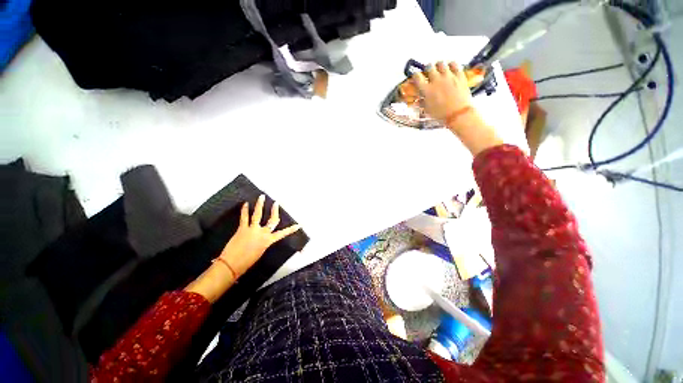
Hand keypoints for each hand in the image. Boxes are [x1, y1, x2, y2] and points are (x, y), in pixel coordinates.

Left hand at [220, 195, 300, 276]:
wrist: (232, 265)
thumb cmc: (247, 262)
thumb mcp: (260, 252)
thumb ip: (263, 242)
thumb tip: (263, 236)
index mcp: (268, 241)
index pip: (282, 233)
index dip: (291, 229)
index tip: (298, 225)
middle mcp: (262, 233)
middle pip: (272, 220)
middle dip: (274, 210)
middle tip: (276, 202)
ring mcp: (252, 230)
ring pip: (258, 214)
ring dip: (260, 204)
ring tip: (261, 197)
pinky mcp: (242, 229)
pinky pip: (244, 217)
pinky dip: (245, 210)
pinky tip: (245, 204)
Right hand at [411, 61, 472, 123]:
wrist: (458, 114)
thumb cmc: (441, 114)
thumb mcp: (428, 110)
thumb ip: (422, 102)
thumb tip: (417, 100)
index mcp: (427, 90)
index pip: (417, 77)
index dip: (415, 75)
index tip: (416, 76)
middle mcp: (436, 81)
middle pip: (429, 67)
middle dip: (427, 69)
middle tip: (428, 72)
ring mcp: (448, 77)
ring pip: (441, 63)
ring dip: (438, 66)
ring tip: (439, 69)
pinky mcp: (459, 75)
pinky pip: (454, 64)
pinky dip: (451, 64)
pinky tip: (450, 68)